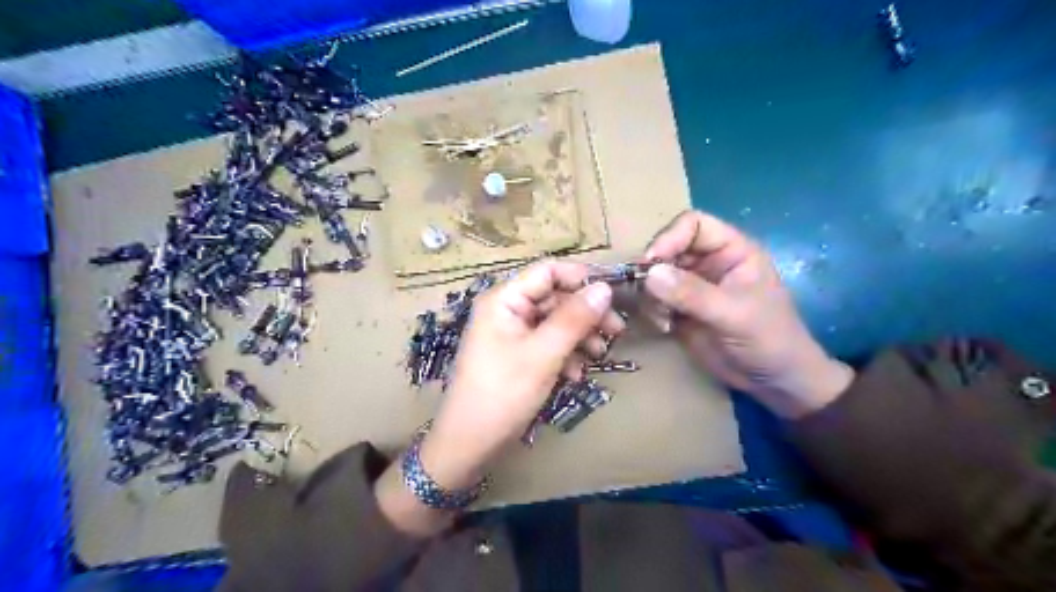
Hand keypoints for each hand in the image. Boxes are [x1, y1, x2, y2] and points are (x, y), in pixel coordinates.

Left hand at [380, 262, 619, 532]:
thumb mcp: (543, 354)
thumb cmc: (503, 393)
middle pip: (554, 297)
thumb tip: (605, 288)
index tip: (613, 295)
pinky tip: (575, 375)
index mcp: (505, 299)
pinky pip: (547, 343)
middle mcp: (507, 309)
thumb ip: (574, 319)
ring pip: (555, 322)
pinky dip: (565, 354)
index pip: (548, 271)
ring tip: (599, 356)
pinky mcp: (517, 354)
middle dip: (585, 314)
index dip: (581, 278)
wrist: (470, 443)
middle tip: (616, 331)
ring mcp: (512, 333)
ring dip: (579, 336)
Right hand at [639, 211, 852, 418]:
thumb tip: (650, 273)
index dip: (669, 237)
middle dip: (653, 268)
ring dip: (650, 293)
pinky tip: (664, 327)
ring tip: (660, 316)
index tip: (651, 261)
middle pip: (669, 248)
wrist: (773, 381)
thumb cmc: (769, 339)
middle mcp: (709, 262)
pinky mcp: (680, 310)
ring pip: (657, 275)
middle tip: (644, 291)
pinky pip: (655, 300)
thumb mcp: (734, 313)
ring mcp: (692, 287)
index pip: (693, 225)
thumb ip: (693, 293)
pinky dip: (652, 310)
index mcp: (731, 250)